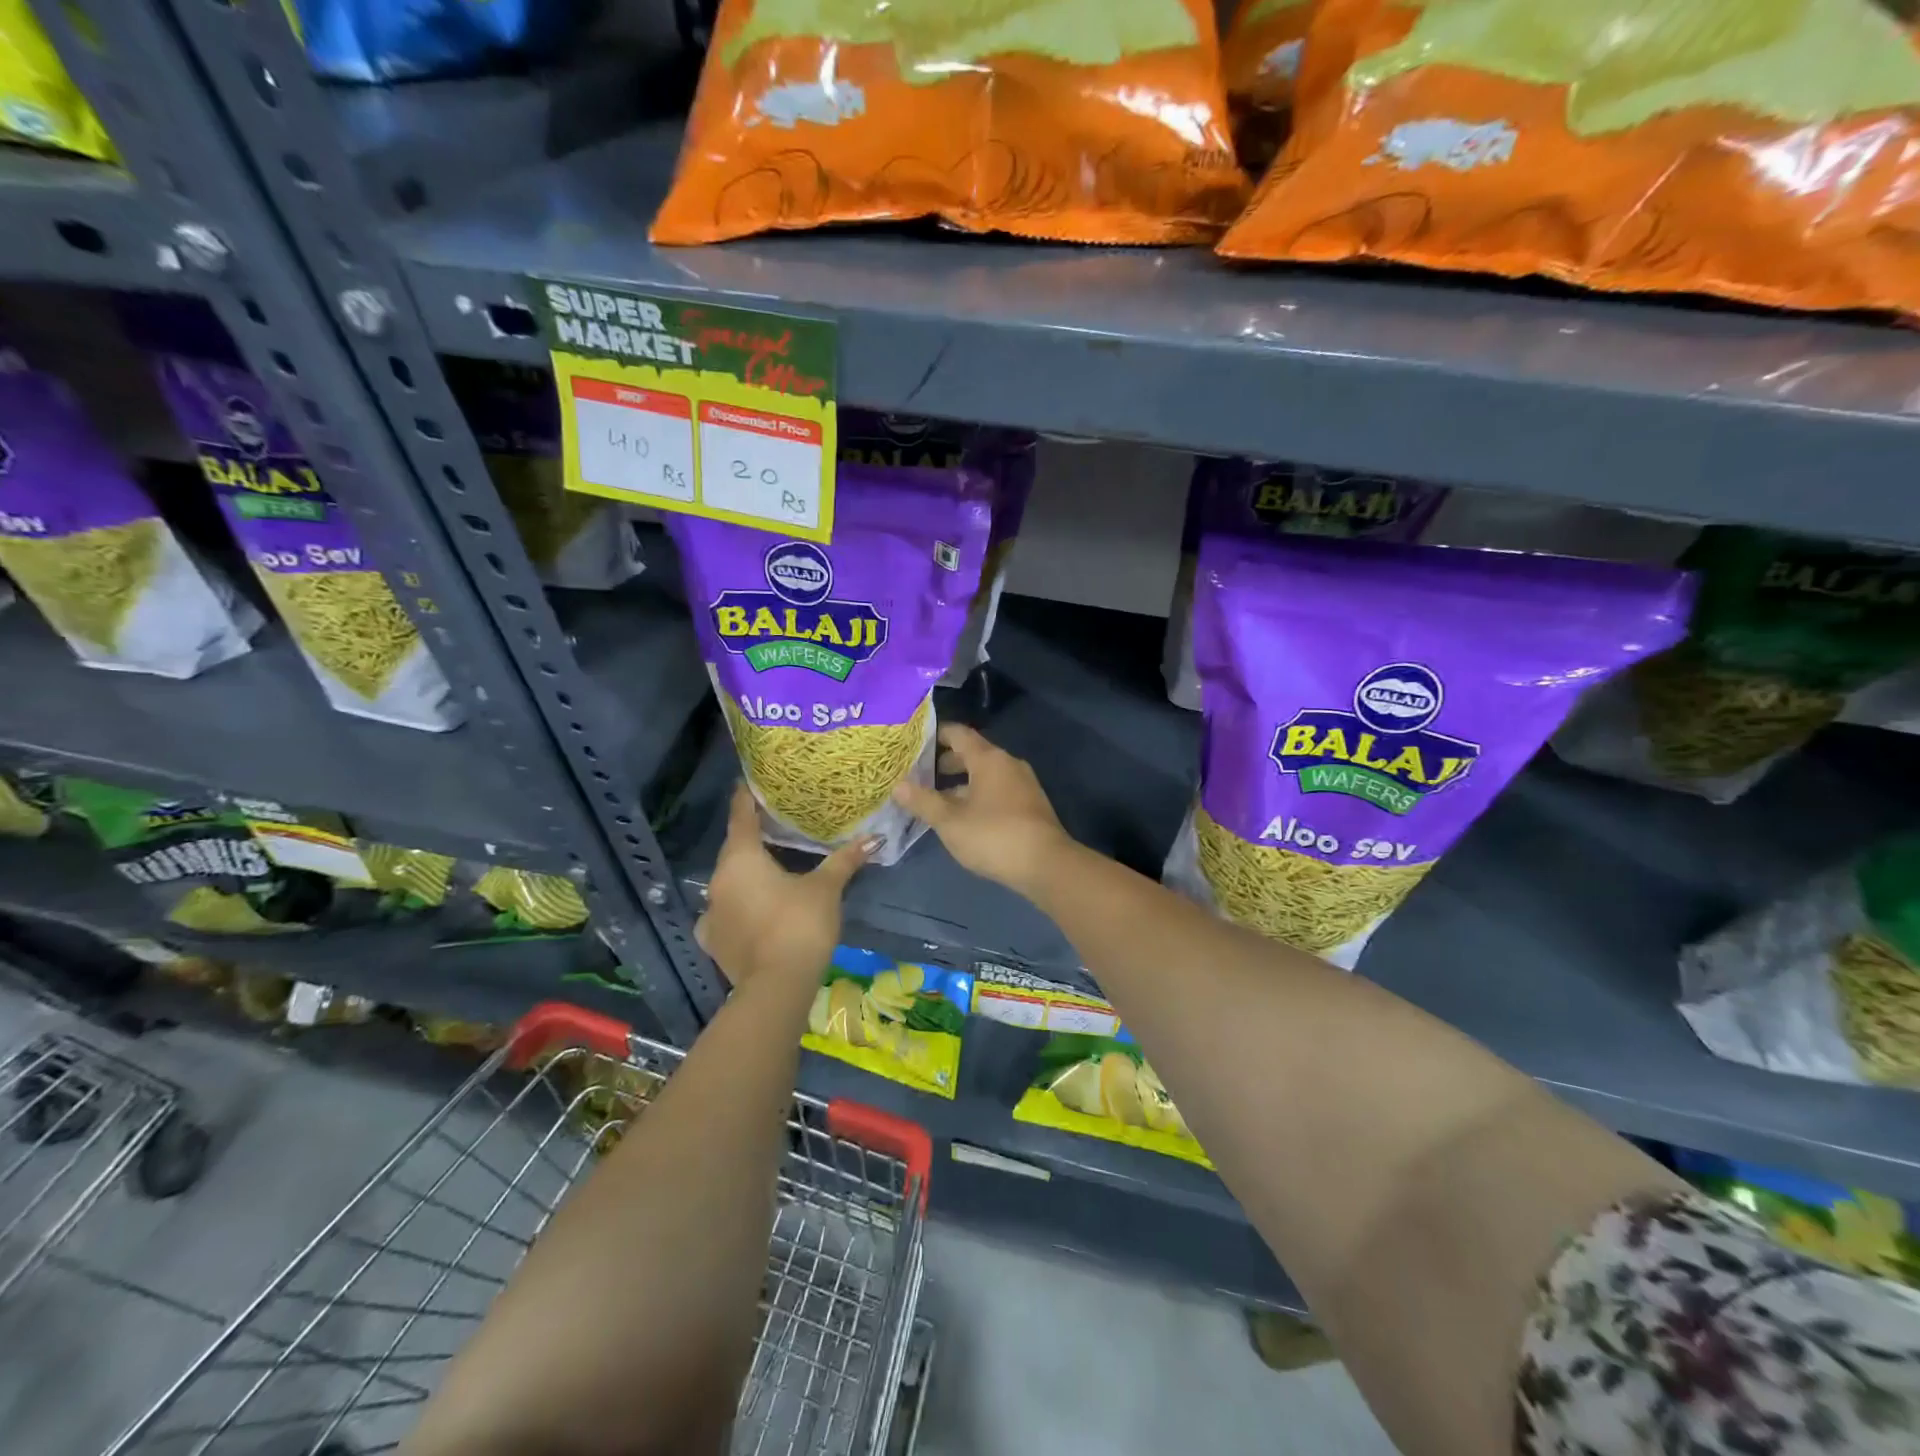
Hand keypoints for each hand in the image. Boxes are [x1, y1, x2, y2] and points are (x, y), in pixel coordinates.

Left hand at [696, 784, 873, 988]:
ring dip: (744, 874)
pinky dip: (736, 907)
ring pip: (727, 881)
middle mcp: (718, 879)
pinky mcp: (712, 940)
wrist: (777, 985)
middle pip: (733, 849)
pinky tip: (750, 912)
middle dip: (750, 837)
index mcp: (742, 858)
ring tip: (767, 869)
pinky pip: (723, 912)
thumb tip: (875, 838)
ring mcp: (711, 912)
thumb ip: (844, 860)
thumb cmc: (800, 924)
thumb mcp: (826, 888)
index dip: (746, 798)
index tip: (750, 782)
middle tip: (772, 825)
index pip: (741, 816)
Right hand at [893, 724, 1069, 893]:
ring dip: (961, 784)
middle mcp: (1008, 763)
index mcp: (988, 758)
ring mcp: (1023, 784)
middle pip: (972, 754)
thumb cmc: (994, 836)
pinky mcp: (1030, 805)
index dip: (935, 735)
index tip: (913, 743)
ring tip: (936, 800)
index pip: (958, 733)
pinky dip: (978, 795)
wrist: (1046, 864)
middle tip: (919, 776)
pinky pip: (998, 790)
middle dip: (945, 763)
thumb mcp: (950, 821)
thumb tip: (897, 785)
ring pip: (985, 775)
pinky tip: (964, 817)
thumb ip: (923, 801)